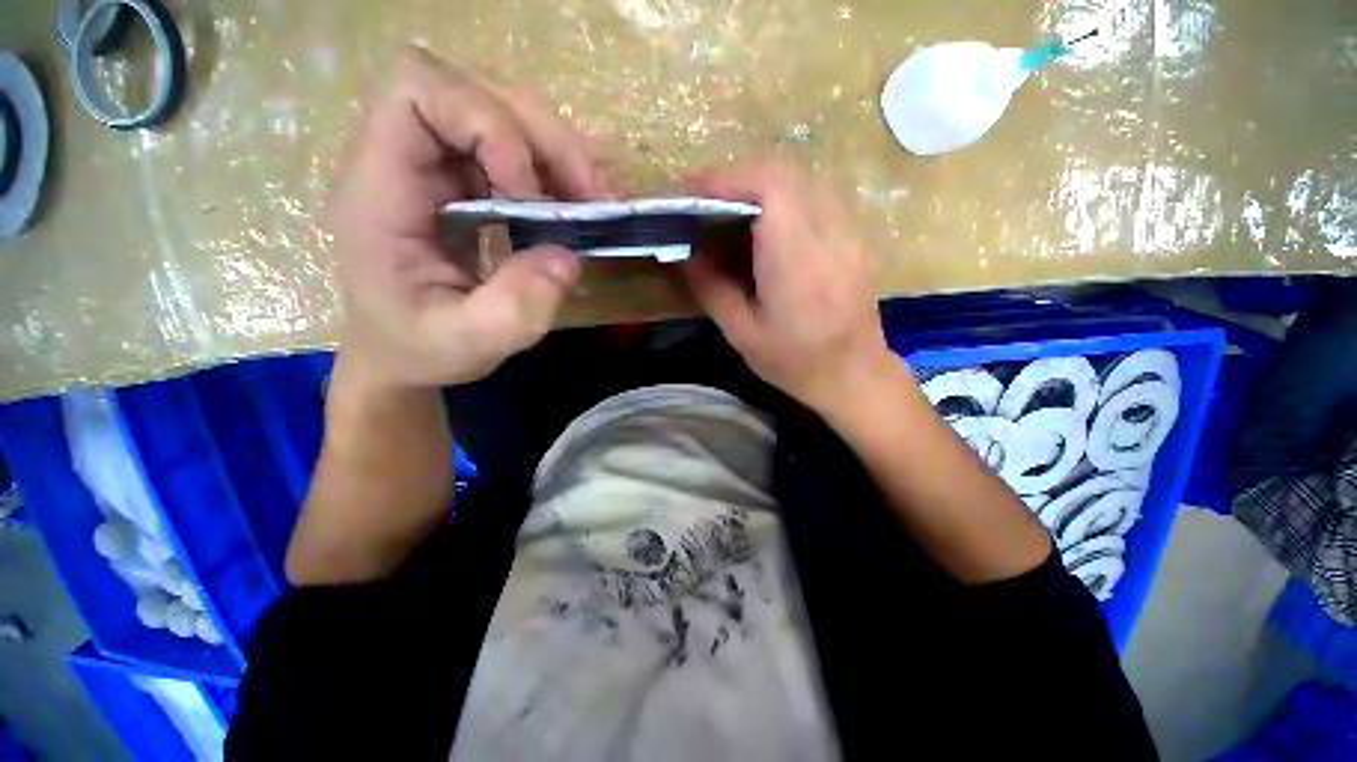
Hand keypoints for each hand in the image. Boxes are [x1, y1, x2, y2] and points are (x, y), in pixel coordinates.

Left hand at [327, 46, 606, 391]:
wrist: (403, 351)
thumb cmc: (420, 347)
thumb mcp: (466, 344)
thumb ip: (513, 311)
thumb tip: (567, 257)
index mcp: (381, 190)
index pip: (417, 92)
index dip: (485, 123)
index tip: (529, 193)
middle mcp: (406, 161)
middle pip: (473, 91)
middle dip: (542, 137)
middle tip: (588, 196)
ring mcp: (438, 168)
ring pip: (503, 112)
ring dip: (556, 152)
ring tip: (590, 203)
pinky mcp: (466, 182)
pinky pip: (516, 148)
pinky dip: (554, 170)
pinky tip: (573, 208)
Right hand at [682, 159, 895, 413]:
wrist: (854, 375)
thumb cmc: (795, 362)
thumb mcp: (742, 334)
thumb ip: (711, 288)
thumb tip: (684, 253)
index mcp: (797, 262)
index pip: (769, 188)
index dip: (727, 179)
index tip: (693, 192)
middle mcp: (829, 235)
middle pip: (785, 173)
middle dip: (739, 178)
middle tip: (707, 200)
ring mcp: (848, 233)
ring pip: (803, 180)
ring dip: (761, 185)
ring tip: (731, 209)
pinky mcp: (854, 238)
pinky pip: (816, 197)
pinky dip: (784, 198)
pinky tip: (767, 226)